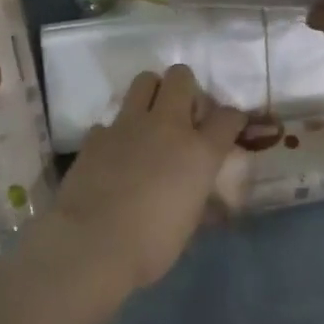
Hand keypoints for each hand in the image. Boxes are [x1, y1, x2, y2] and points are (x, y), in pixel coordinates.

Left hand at [50, 65, 246, 292]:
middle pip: (181, 78)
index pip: (228, 116)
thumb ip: (198, 194)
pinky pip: (111, 121)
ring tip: (151, 119)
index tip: (229, 127)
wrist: (92, 244)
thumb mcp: (190, 222)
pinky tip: (115, 153)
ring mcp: (128, 125)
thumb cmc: (151, 245)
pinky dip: (116, 132)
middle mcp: (167, 126)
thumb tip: (200, 192)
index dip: (232, 119)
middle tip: (183, 113)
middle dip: (186, 88)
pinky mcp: (96, 134)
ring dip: (152, 93)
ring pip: (144, 81)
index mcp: (199, 151)